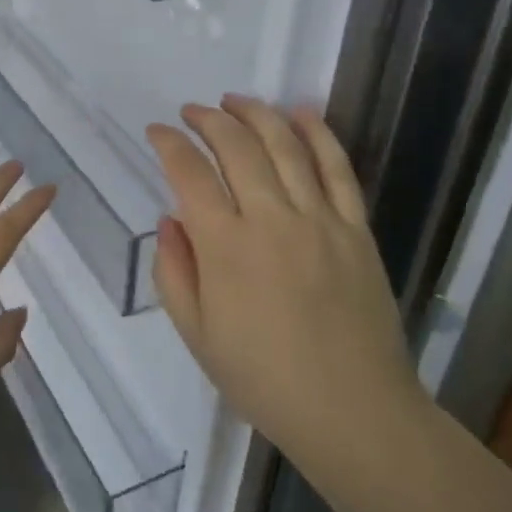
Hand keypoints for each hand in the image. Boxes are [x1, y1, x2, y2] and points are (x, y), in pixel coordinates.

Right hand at [145, 96, 424, 474]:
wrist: (352, 411)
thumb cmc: (263, 379)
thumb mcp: (197, 335)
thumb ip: (174, 272)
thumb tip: (169, 219)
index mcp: (225, 247)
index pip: (188, 174)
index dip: (168, 144)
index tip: (156, 131)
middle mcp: (271, 219)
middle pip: (236, 146)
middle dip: (208, 119)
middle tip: (192, 111)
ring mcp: (319, 219)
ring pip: (285, 145)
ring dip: (256, 113)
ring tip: (235, 100)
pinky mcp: (355, 227)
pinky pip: (338, 167)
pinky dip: (318, 133)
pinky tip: (301, 111)